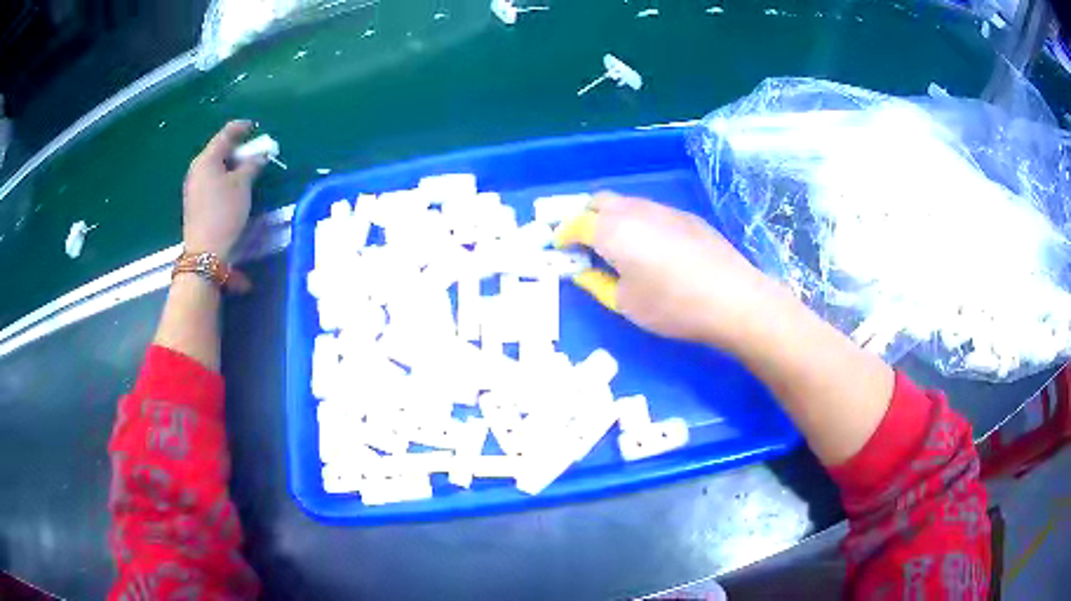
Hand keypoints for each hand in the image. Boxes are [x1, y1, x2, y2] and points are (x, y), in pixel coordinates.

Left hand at [182, 121, 264, 260]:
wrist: (205, 252)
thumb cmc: (224, 213)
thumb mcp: (243, 185)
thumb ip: (252, 164)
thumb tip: (260, 154)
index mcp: (207, 159)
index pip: (225, 134)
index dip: (241, 128)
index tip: (255, 127)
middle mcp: (196, 168)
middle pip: (218, 149)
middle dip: (236, 147)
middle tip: (253, 149)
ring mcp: (193, 185)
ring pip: (214, 165)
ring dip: (230, 163)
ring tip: (245, 167)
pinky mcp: (194, 201)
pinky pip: (210, 179)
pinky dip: (223, 176)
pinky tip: (232, 184)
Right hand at [554, 192, 782, 350]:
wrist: (732, 298)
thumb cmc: (672, 306)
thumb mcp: (625, 304)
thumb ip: (596, 283)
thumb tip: (583, 272)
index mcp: (612, 230)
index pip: (575, 224)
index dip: (562, 236)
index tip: (558, 250)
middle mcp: (634, 210)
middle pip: (598, 202)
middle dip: (583, 217)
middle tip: (581, 243)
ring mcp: (663, 209)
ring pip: (625, 203)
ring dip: (610, 217)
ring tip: (614, 245)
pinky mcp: (685, 216)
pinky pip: (649, 210)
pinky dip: (636, 221)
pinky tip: (649, 247)